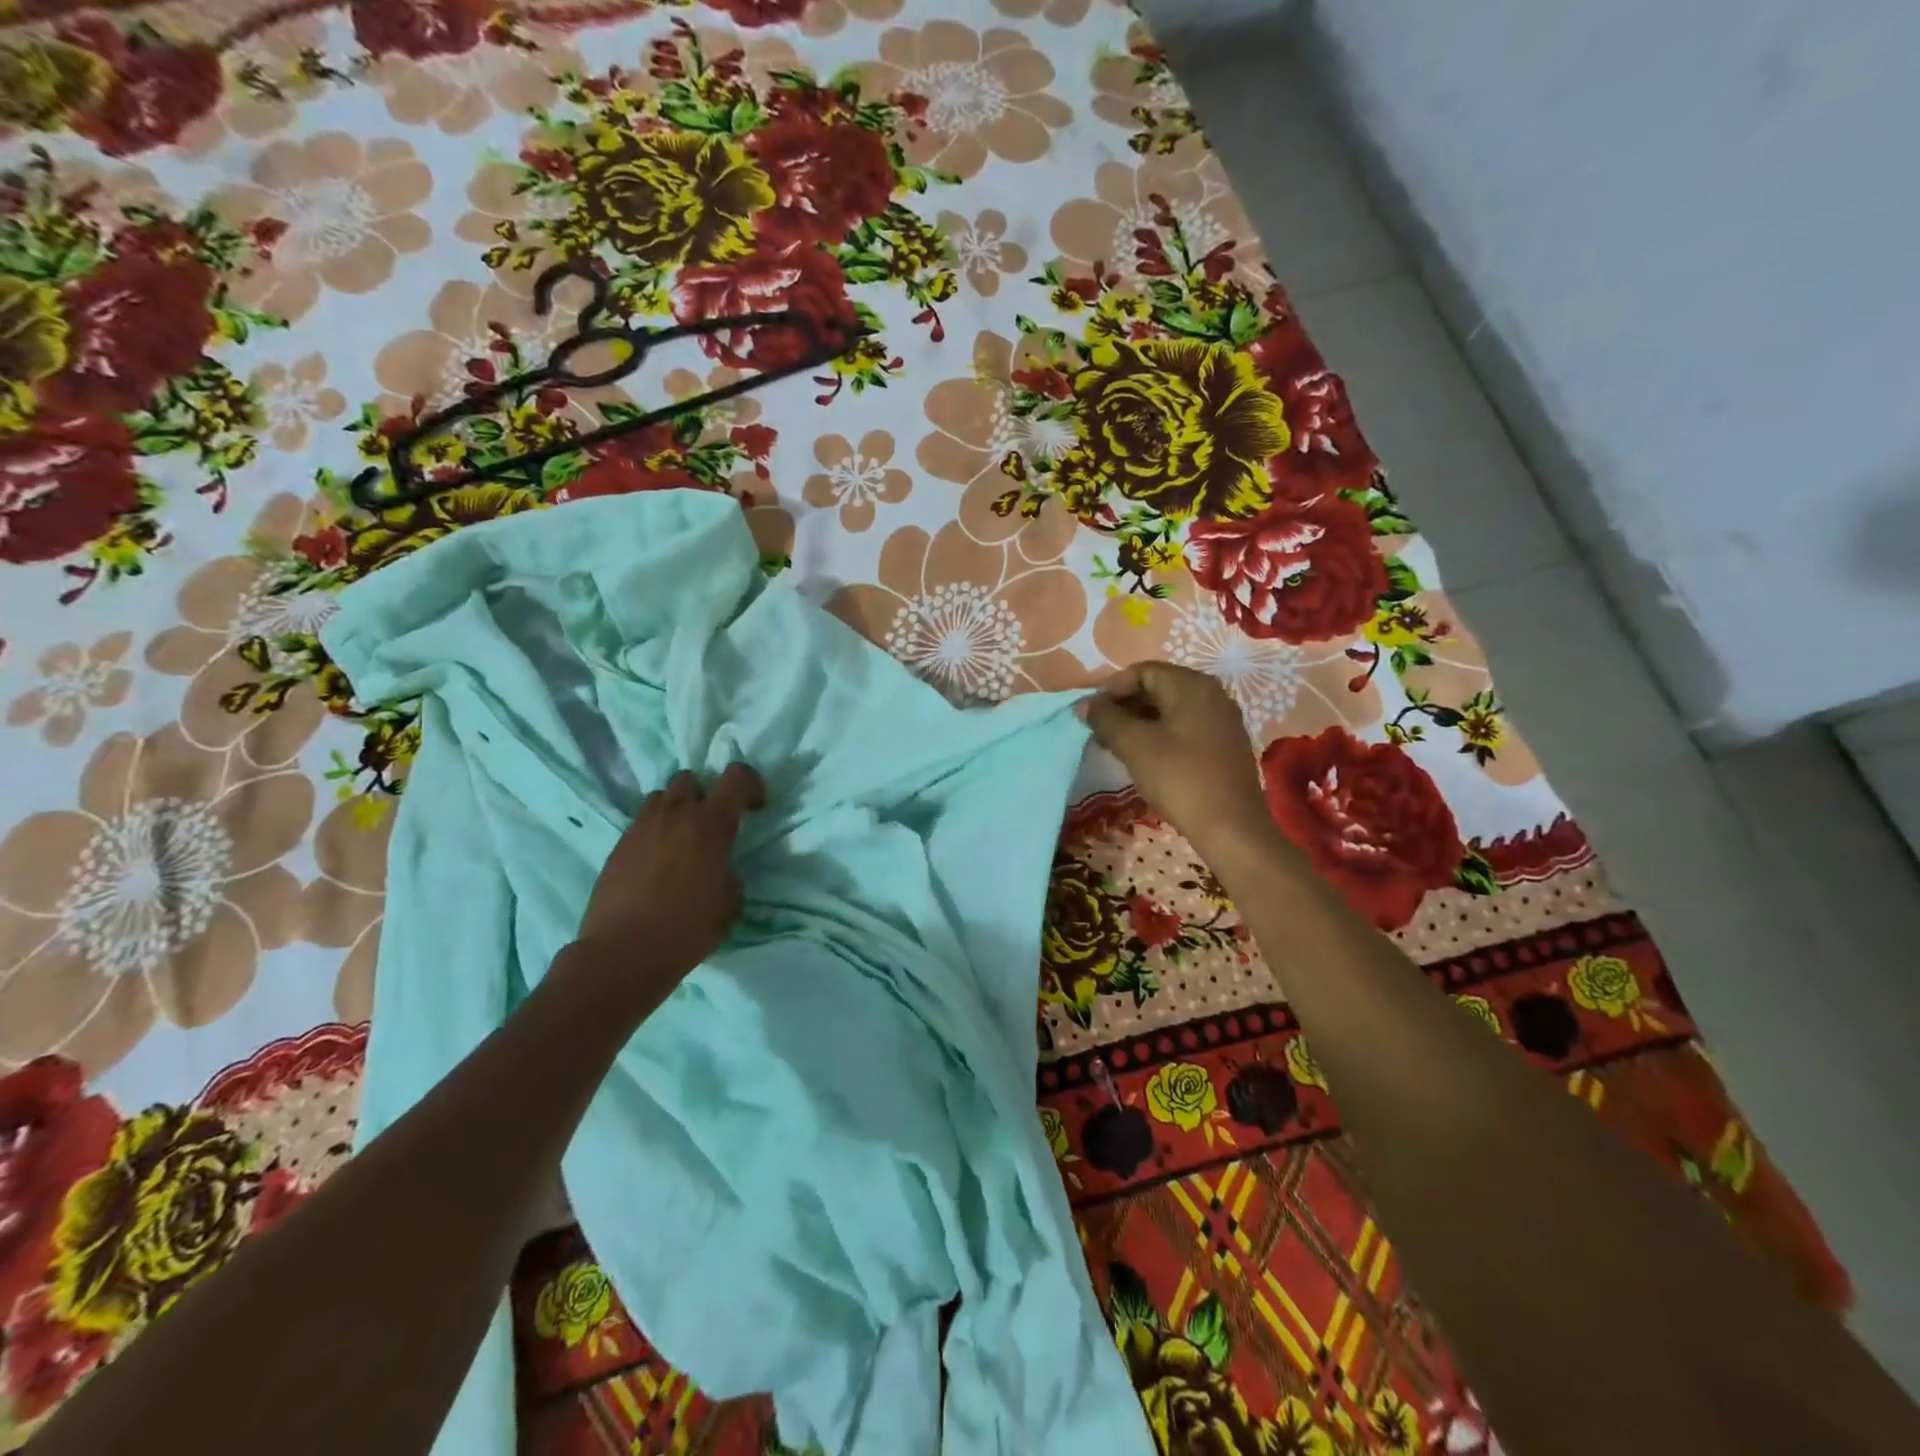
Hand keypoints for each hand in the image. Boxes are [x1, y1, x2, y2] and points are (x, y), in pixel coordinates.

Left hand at [575, 764, 765, 977]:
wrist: (623, 952)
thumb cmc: (687, 928)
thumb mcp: (729, 904)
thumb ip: (730, 875)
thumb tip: (722, 871)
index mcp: (711, 824)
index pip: (736, 777)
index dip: (751, 784)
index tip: (755, 808)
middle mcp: (676, 815)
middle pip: (692, 779)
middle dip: (705, 794)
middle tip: (711, 824)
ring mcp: (642, 827)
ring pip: (662, 797)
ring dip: (676, 809)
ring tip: (681, 839)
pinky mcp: (618, 845)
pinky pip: (642, 823)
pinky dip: (654, 832)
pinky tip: (657, 862)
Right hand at [1081, 662, 1280, 862]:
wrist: (1231, 828)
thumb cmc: (1180, 778)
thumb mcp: (1135, 746)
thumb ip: (1106, 719)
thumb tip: (1085, 705)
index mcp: (1192, 685)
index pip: (1143, 671)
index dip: (1112, 689)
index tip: (1091, 714)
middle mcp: (1212, 694)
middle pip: (1158, 688)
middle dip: (1124, 706)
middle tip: (1099, 731)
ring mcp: (1222, 721)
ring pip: (1171, 710)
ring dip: (1140, 723)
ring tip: (1115, 746)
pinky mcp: (1224, 746)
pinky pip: (1185, 728)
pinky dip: (1160, 736)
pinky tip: (1144, 758)